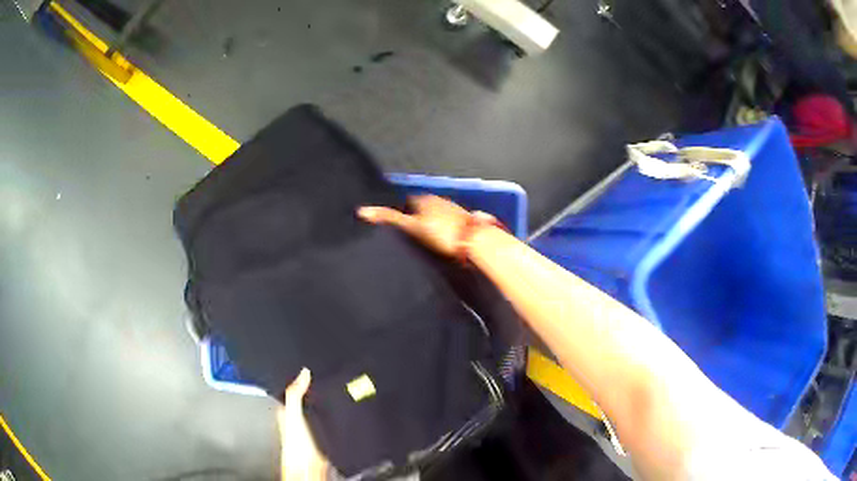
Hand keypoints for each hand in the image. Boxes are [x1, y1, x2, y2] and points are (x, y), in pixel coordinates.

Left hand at [279, 368, 328, 480]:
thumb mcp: (293, 415)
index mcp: (287, 412)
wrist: (311, 469)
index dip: (300, 379)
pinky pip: (331, 421)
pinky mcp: (326, 436)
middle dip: (316, 390)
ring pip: (320, 410)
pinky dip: (336, 415)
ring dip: (327, 403)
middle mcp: (299, 419)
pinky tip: (343, 410)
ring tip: (338, 389)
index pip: (292, 391)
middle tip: (327, 376)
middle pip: (308, 400)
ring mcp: (313, 428)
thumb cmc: (297, 447)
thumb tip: (303, 372)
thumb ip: (295, 395)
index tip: (309, 367)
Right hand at [359, 195, 489, 256]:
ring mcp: (454, 210)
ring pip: (436, 215)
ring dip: (430, 223)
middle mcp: (439, 200)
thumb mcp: (410, 226)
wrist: (475, 242)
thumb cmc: (440, 233)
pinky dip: (444, 229)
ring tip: (424, 239)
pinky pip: (449, 223)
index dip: (400, 212)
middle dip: (416, 217)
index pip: (407, 201)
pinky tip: (443, 240)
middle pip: (422, 208)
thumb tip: (361, 210)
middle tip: (408, 234)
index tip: (395, 226)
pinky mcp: (465, 221)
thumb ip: (388, 218)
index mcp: (424, 199)